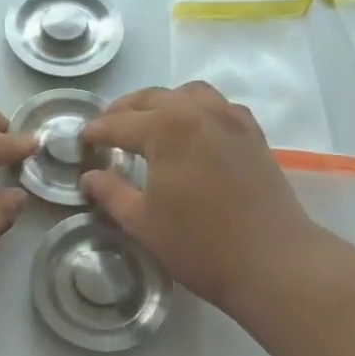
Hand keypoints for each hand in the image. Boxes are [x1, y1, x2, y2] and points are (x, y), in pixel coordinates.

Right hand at [80, 83, 316, 312]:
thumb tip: (89, 177)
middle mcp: (198, 111)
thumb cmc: (200, 244)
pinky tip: (189, 134)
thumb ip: (111, 193)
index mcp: (167, 128)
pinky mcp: (252, 134)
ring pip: (187, 94)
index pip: (119, 123)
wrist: (274, 262)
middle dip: (123, 111)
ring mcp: (230, 119)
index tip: (80, 141)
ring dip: (161, 103)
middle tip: (106, 131)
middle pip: (152, 99)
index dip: (96, 132)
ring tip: (147, 125)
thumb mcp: (142, 222)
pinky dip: (195, 110)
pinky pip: (217, 106)